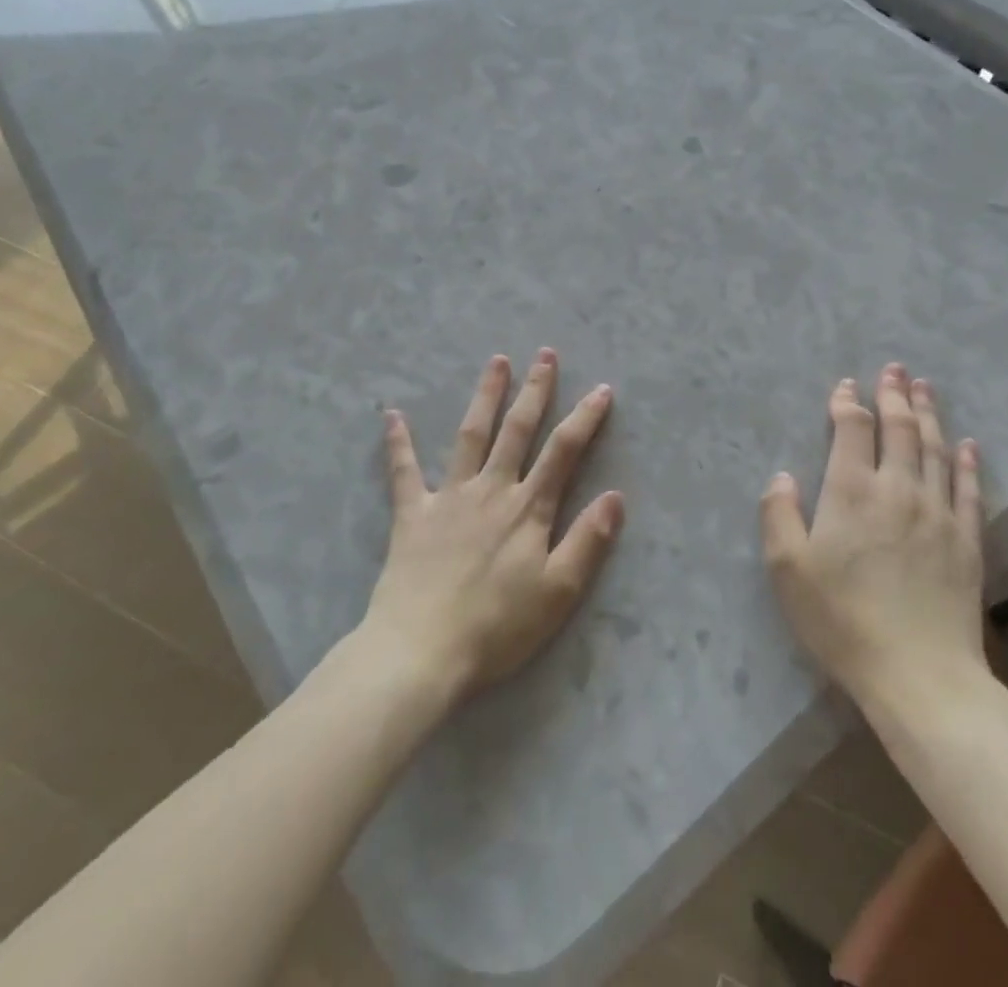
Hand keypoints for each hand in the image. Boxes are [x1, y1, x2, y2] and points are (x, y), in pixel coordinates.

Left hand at [362, 349, 624, 702]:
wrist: (421, 652)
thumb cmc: (497, 627)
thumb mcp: (558, 592)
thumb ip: (588, 541)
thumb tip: (616, 496)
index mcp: (527, 509)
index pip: (564, 451)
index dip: (585, 418)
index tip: (602, 389)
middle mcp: (491, 490)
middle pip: (517, 430)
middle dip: (535, 390)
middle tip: (544, 354)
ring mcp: (449, 498)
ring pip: (471, 435)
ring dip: (485, 396)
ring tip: (496, 362)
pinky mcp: (413, 515)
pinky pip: (404, 471)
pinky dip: (398, 442)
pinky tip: (392, 414)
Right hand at [760, 363, 988, 714]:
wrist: (919, 674)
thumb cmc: (843, 620)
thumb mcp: (788, 570)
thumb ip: (778, 515)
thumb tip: (782, 476)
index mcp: (851, 491)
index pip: (852, 430)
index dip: (847, 403)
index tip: (845, 386)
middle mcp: (898, 488)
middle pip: (899, 428)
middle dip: (894, 394)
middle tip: (894, 369)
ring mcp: (938, 512)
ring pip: (935, 448)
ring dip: (929, 414)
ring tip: (925, 388)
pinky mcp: (967, 539)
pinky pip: (969, 488)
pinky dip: (967, 461)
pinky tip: (967, 443)